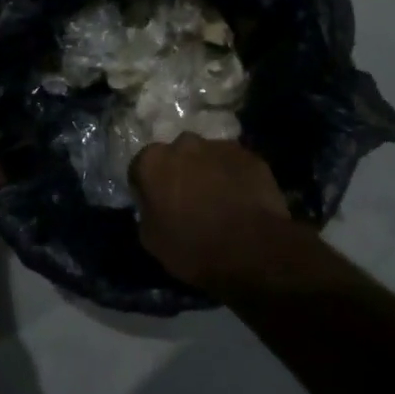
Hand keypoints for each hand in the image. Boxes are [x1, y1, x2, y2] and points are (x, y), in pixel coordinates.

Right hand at [131, 134, 313, 296]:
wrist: (254, 250)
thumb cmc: (194, 248)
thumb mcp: (153, 241)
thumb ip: (147, 213)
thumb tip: (152, 206)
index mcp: (153, 161)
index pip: (140, 168)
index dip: (147, 188)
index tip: (156, 205)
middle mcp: (183, 143)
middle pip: (175, 156)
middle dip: (179, 173)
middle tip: (188, 201)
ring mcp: (219, 146)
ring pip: (206, 157)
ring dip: (207, 173)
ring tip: (218, 201)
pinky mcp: (250, 155)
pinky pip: (233, 164)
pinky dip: (233, 177)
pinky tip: (241, 201)